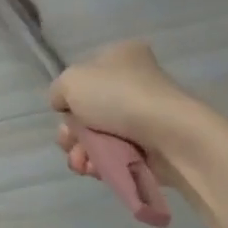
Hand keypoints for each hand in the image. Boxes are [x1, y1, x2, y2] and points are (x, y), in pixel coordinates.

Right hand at [48, 42, 227, 227]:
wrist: (169, 135)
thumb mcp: (71, 81)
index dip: (69, 97)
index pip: (83, 77)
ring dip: (81, 152)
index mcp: (120, 56)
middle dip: (71, 132)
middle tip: (70, 141)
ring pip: (97, 137)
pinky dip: (100, 164)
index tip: (64, 112)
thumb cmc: (118, 97)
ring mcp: (143, 116)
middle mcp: (133, 83)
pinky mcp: (150, 147)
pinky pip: (114, 156)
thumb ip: (58, 91)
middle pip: (86, 111)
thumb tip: (64, 106)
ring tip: (82, 163)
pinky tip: (95, 170)